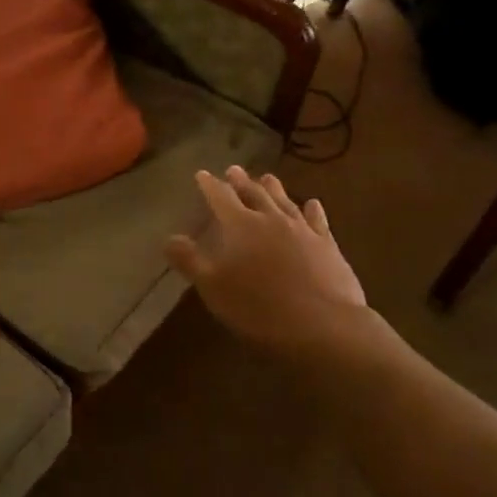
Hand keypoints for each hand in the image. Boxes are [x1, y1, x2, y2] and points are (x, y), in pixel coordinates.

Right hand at [167, 167, 370, 357]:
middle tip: (234, 169)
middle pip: (254, 193)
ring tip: (267, 177)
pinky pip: (318, 220)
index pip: (220, 197)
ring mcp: (303, 231)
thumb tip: (168, 238)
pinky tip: (313, 203)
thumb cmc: (259, 308)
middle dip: (241, 181)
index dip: (209, 185)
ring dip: (274, 188)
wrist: (323, 326)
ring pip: (285, 201)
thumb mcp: (213, 287)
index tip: (202, 174)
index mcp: (241, 226)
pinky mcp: (327, 246)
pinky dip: (313, 210)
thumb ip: (190, 261)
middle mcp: (271, 220)